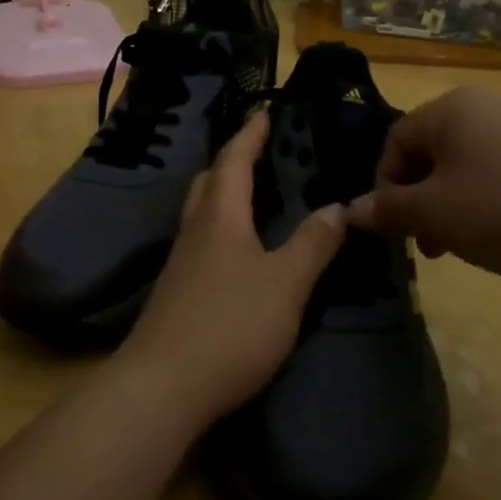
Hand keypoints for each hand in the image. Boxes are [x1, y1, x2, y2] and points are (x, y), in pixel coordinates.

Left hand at [118, 111, 345, 420]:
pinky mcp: (177, 293)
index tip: (266, 112)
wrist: (162, 388)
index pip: (234, 160)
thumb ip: (313, 244)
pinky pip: (202, 241)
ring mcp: (181, 263)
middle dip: (233, 160)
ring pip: (202, 212)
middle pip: (210, 181)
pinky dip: (222, 228)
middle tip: (261, 151)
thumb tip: (338, 207)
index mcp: (220, 216)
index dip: (251, 134)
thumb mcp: (286, 284)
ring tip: (255, 195)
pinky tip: (239, 251)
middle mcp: (195, 231)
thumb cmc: (230, 325)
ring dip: (225, 194)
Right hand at [344, 86, 500, 281]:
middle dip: (421, 201)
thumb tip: (350, 211)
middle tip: (429, 246)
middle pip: (433, 152)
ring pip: (469, 165)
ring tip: (466, 247)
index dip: (385, 186)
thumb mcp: (436, 215)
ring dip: (453, 206)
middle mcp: (487, 105)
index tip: (395, 228)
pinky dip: (491, 201)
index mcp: (450, 109)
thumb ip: (389, 210)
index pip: (395, 141)